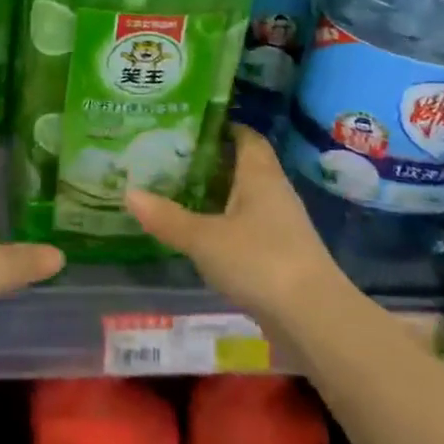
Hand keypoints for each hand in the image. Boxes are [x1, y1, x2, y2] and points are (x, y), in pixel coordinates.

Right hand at [127, 126, 344, 328]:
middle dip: (211, 161)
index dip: (223, 127)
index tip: (190, 124)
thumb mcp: (204, 238)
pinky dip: (224, 225)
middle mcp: (273, 193)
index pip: (246, 137)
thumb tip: (129, 192)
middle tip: (171, 157)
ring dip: (217, 195)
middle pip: (243, 166)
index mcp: (260, 175)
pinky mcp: (280, 256)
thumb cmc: (260, 260)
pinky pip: (247, 228)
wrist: (314, 319)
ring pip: (244, 199)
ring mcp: (280, 226)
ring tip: (177, 192)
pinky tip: (200, 234)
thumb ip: (167, 217)